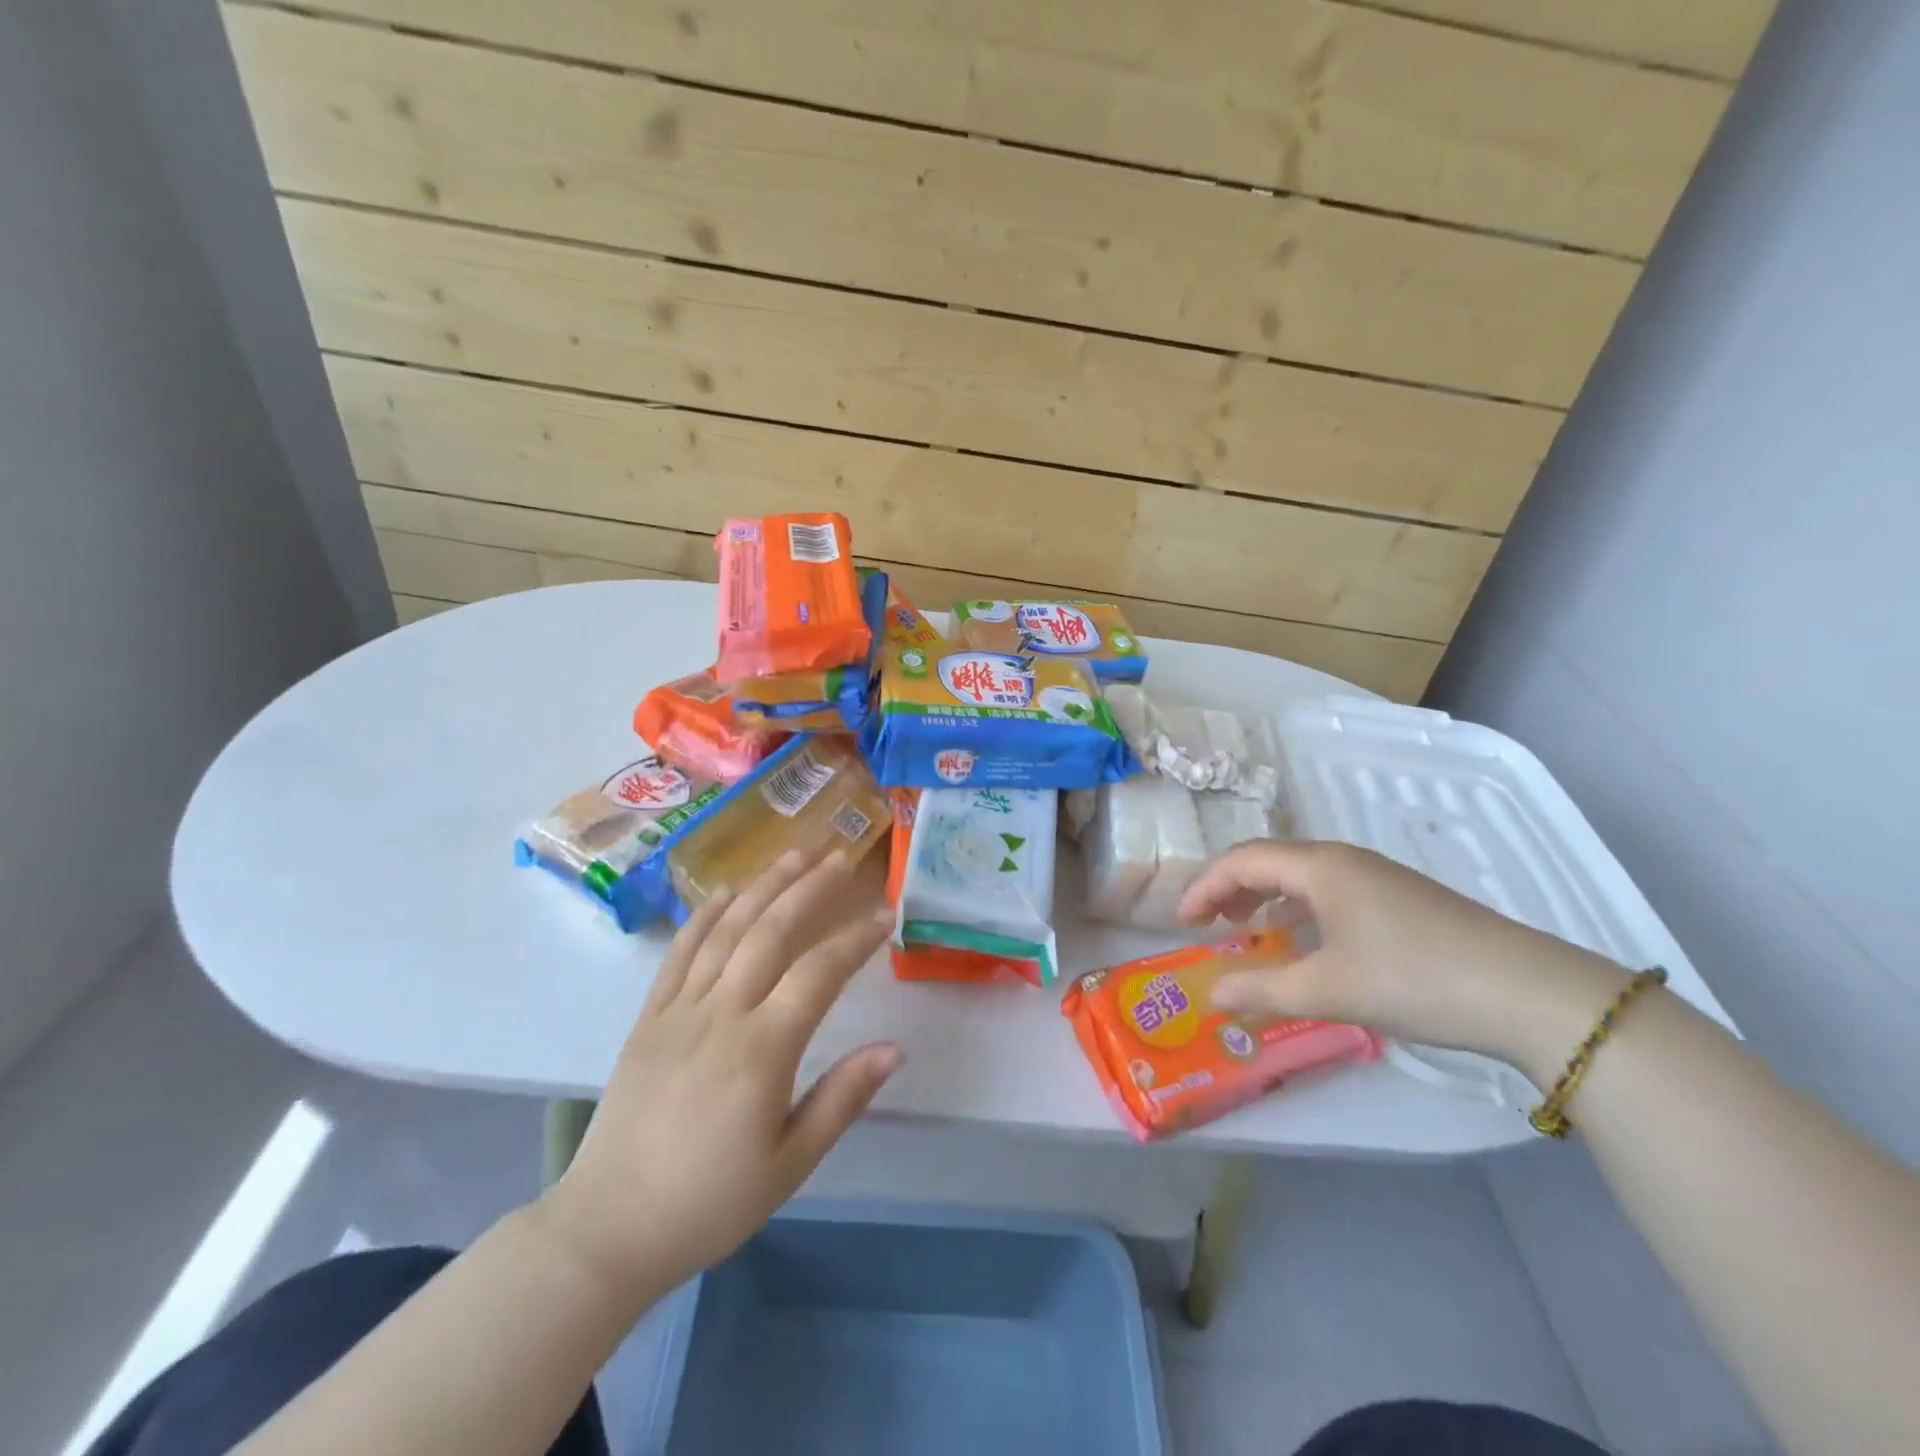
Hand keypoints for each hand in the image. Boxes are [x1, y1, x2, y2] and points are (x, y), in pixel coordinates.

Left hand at [533, 848, 897, 1303]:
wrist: (607, 1228)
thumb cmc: (709, 1202)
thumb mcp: (789, 1164)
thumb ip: (842, 1099)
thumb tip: (895, 1049)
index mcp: (761, 1052)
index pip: (819, 974)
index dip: (855, 939)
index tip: (884, 915)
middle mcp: (721, 1015)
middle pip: (771, 933)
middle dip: (809, 889)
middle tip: (840, 858)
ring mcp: (679, 1010)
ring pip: (727, 930)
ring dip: (763, 886)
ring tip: (794, 855)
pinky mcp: (649, 1016)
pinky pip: (680, 952)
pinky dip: (705, 915)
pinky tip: (727, 891)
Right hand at [1178, 840, 1629, 1076]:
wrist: (1528, 992)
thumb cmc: (1413, 979)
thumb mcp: (1327, 989)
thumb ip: (1261, 989)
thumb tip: (1210, 995)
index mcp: (1320, 866)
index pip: (1242, 860)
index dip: (1204, 887)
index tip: (1181, 922)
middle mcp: (1344, 860)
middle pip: (1269, 860)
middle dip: (1230, 889)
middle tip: (1208, 924)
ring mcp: (1377, 876)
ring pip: (1301, 875)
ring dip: (1265, 897)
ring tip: (1247, 930)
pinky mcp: (1401, 898)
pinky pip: (1329, 890)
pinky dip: (1299, 908)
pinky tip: (1305, 941)